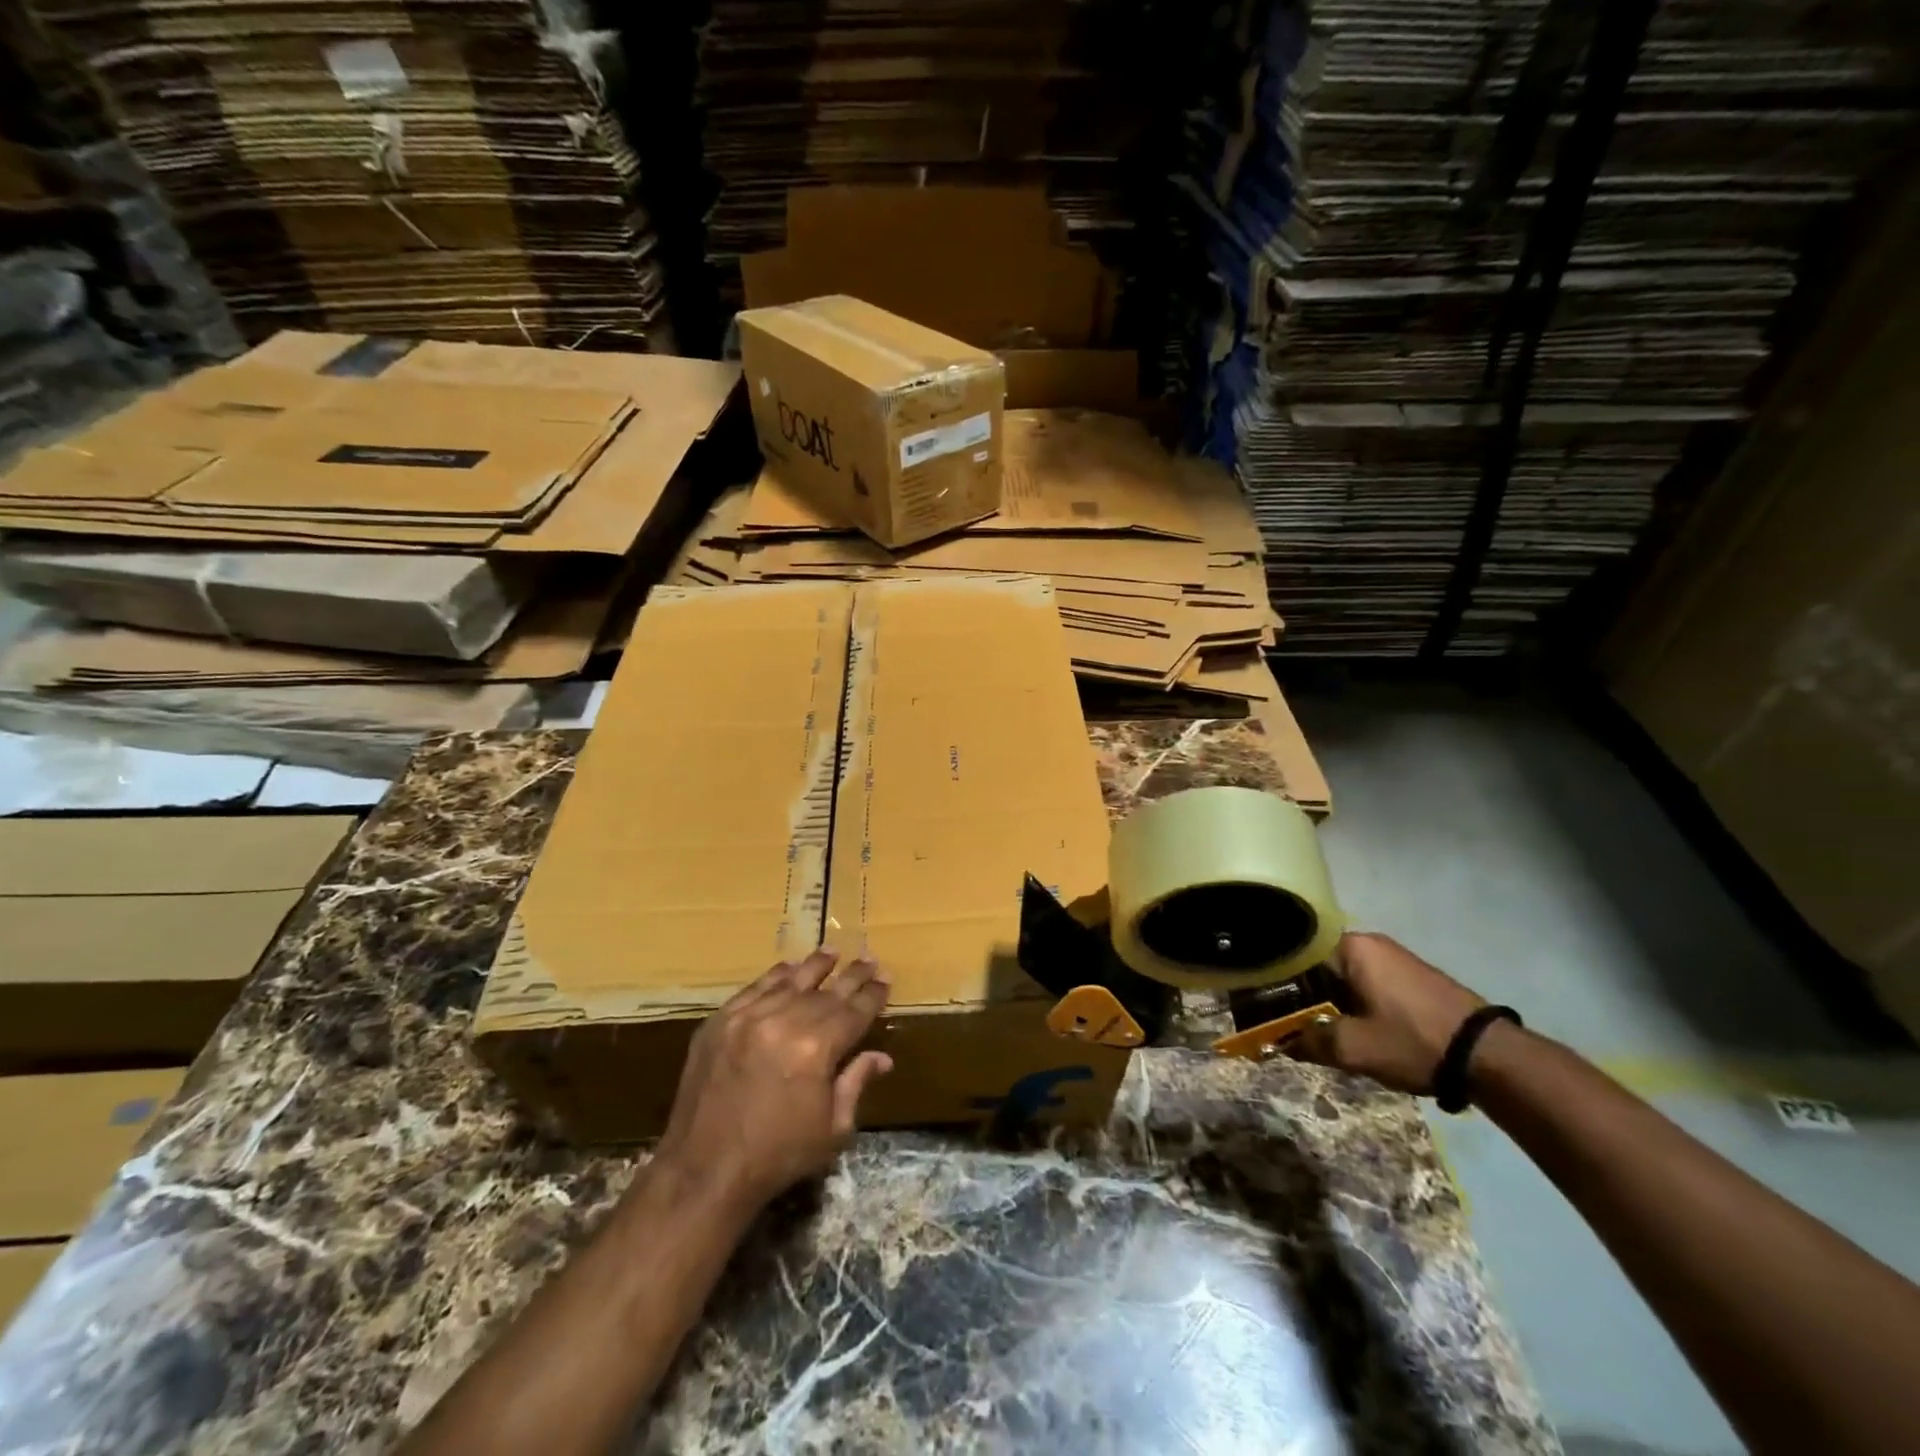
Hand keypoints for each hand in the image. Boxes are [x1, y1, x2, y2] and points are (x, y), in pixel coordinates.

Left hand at [651, 949, 893, 1210]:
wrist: (704, 1172)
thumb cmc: (777, 1157)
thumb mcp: (832, 1130)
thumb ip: (855, 1083)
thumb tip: (881, 1057)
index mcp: (817, 1049)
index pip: (854, 1011)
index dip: (872, 995)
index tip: (886, 979)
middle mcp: (784, 1022)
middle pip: (826, 992)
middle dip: (852, 977)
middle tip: (869, 959)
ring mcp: (748, 1018)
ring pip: (790, 982)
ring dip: (815, 966)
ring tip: (832, 952)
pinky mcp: (720, 1022)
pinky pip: (754, 989)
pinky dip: (775, 977)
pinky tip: (788, 968)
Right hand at [1291, 932, 1486, 1094]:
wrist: (1491, 1058)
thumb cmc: (1413, 1041)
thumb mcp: (1354, 1048)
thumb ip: (1310, 1042)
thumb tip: (1278, 1044)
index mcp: (1350, 947)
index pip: (1296, 954)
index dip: (1276, 980)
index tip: (1262, 1004)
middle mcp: (1370, 943)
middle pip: (1319, 964)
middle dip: (1302, 994)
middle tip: (1286, 1022)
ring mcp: (1394, 958)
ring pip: (1343, 976)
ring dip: (1328, 1001)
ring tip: (1314, 1030)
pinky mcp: (1412, 977)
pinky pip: (1365, 983)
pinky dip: (1352, 1002)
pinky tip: (1350, 1028)